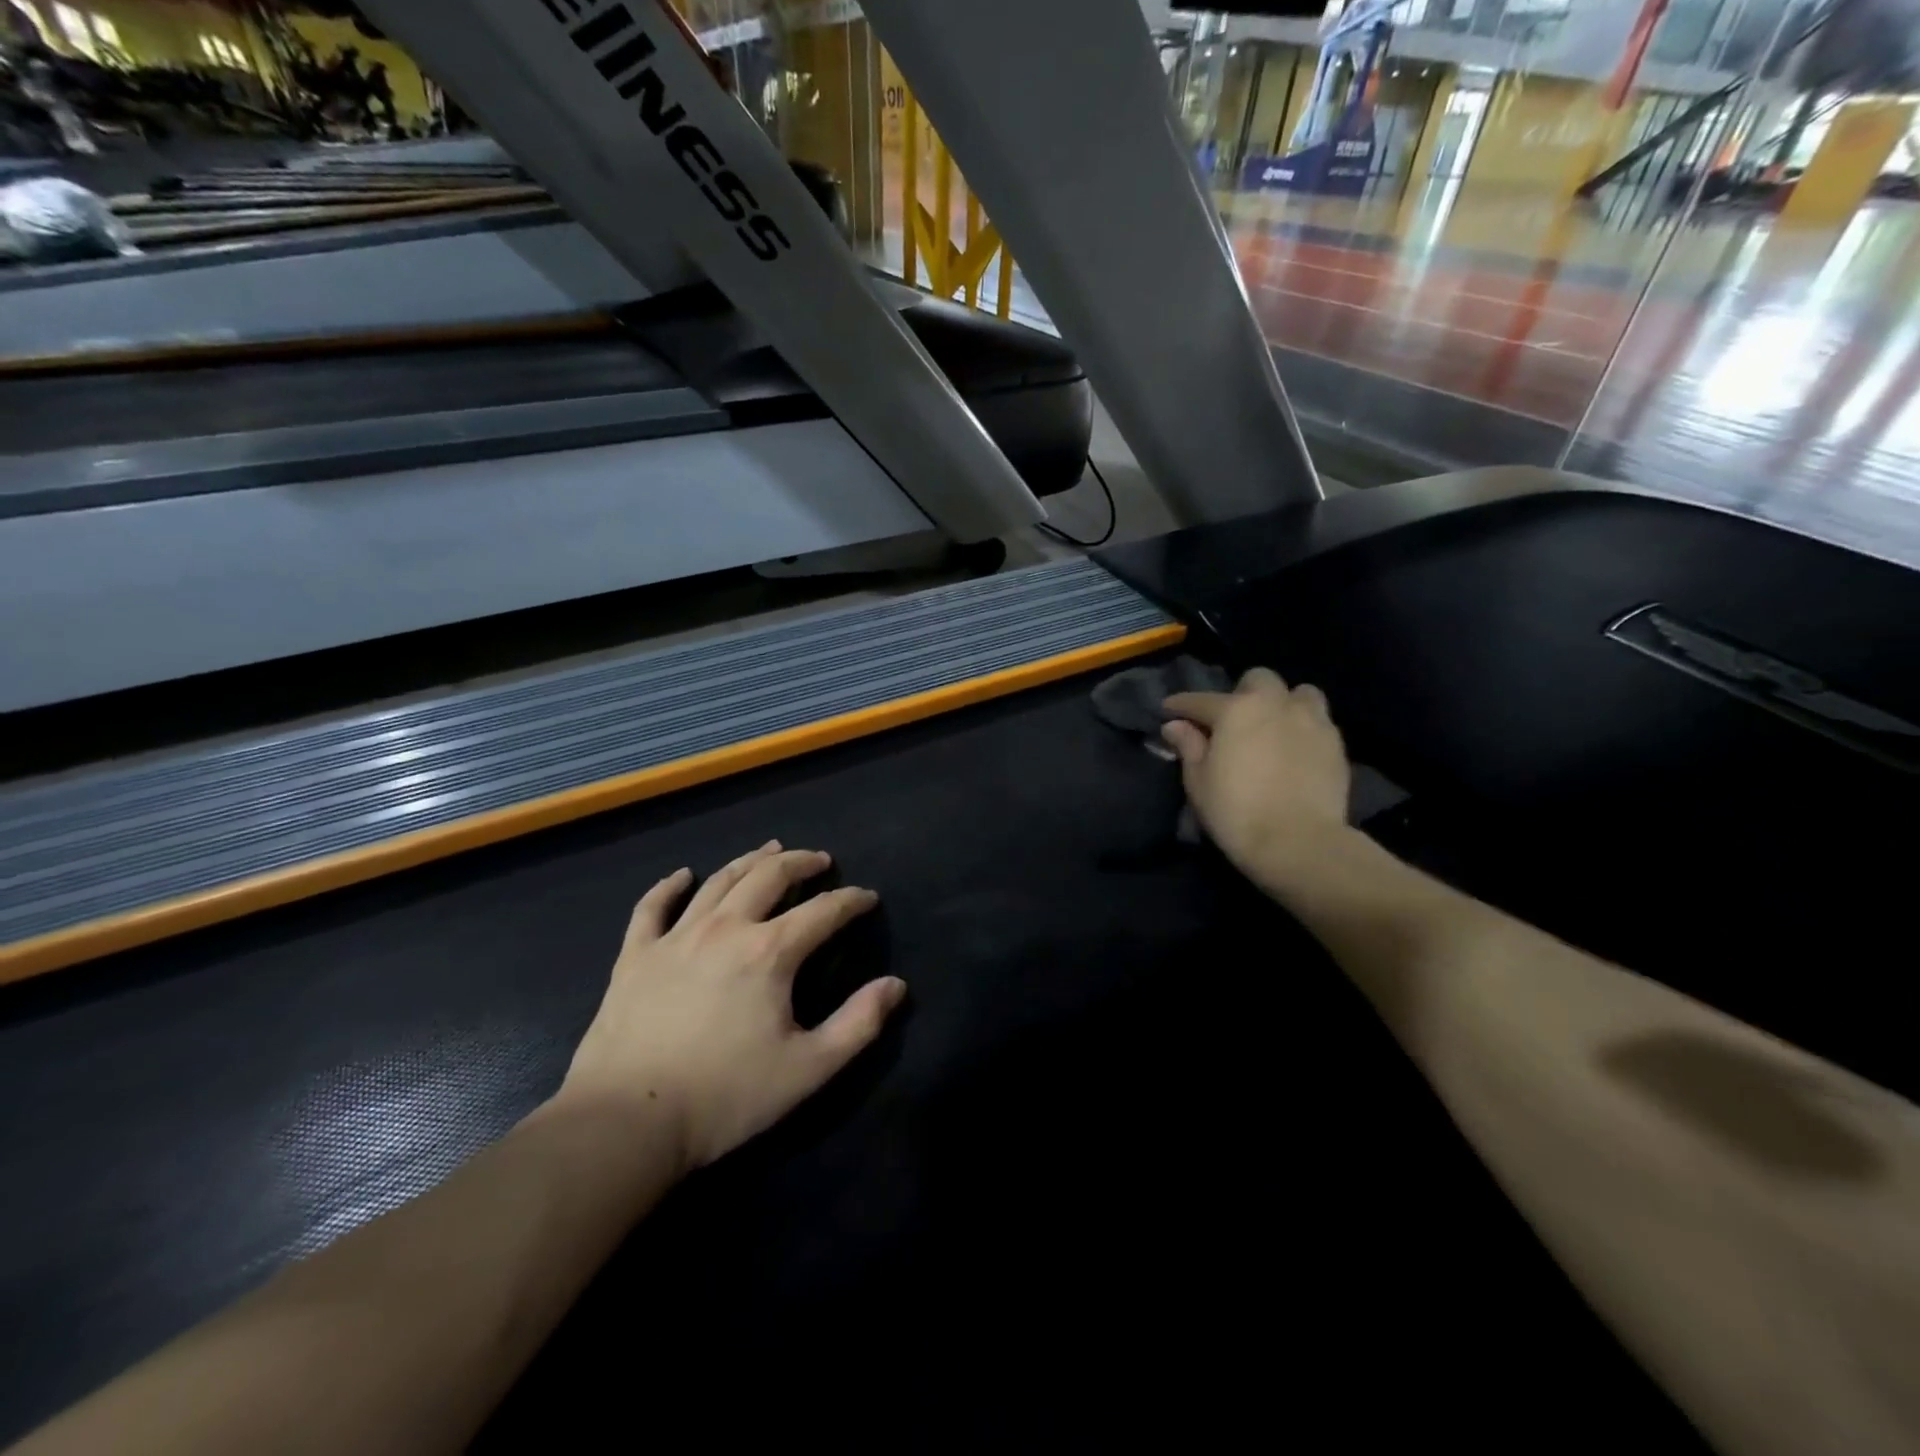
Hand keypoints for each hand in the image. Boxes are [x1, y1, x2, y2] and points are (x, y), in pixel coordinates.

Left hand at [558, 841, 904, 1172]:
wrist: (627, 1122)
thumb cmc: (725, 1097)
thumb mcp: (808, 1069)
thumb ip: (859, 1024)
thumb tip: (896, 985)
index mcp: (770, 952)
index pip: (824, 911)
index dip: (851, 900)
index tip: (867, 897)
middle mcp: (726, 928)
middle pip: (769, 877)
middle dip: (800, 862)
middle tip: (819, 859)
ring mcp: (675, 937)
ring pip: (719, 881)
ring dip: (749, 861)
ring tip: (769, 851)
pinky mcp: (636, 956)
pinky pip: (652, 908)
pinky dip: (669, 886)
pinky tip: (682, 875)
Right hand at [1163, 668, 1351, 891]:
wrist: (1298, 842)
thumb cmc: (1236, 811)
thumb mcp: (1199, 781)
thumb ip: (1188, 747)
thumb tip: (1176, 725)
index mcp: (1237, 710)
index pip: (1201, 700)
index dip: (1181, 705)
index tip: (1169, 710)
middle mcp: (1276, 704)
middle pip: (1259, 679)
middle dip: (1243, 692)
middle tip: (1232, 720)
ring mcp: (1312, 721)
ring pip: (1299, 694)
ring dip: (1283, 703)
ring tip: (1273, 727)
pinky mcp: (1336, 744)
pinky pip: (1318, 722)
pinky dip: (1303, 728)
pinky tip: (1294, 751)